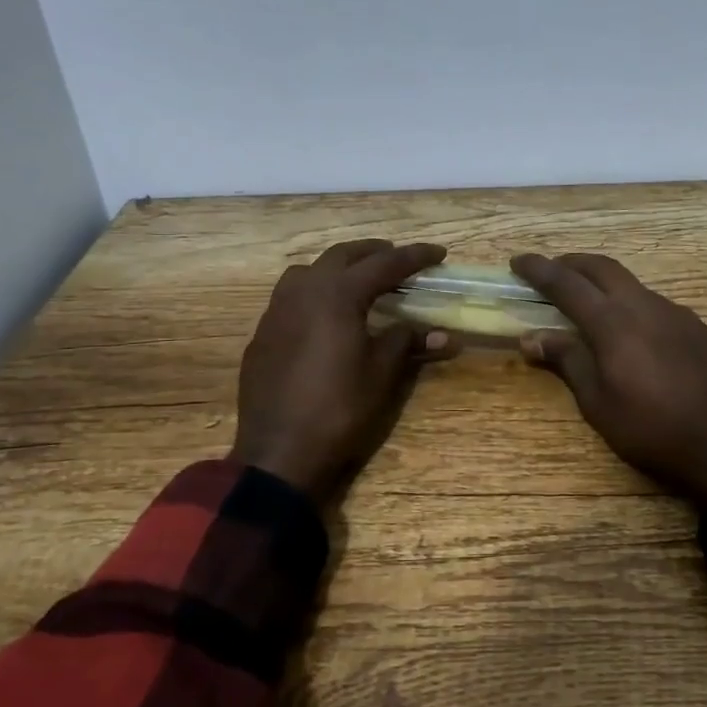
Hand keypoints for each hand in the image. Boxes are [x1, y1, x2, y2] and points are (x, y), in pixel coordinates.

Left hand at [231, 239, 453, 502]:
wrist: (279, 453)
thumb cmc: (339, 409)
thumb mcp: (382, 374)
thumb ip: (408, 342)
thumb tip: (443, 334)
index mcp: (337, 295)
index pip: (384, 264)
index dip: (414, 257)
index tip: (439, 253)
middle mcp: (303, 291)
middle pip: (342, 256)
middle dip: (374, 253)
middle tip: (399, 260)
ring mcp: (276, 311)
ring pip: (309, 271)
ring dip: (339, 268)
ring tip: (360, 282)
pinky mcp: (263, 334)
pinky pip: (291, 297)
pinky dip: (315, 292)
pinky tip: (326, 317)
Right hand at [510, 253, 706, 499]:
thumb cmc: (651, 430)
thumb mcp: (598, 404)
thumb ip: (567, 361)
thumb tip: (531, 337)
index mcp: (614, 323)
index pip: (567, 284)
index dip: (539, 269)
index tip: (517, 261)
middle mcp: (644, 305)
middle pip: (601, 267)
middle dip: (571, 263)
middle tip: (550, 272)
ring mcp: (675, 312)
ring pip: (630, 283)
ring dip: (602, 282)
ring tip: (585, 302)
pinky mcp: (695, 325)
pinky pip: (653, 302)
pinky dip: (628, 302)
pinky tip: (627, 329)